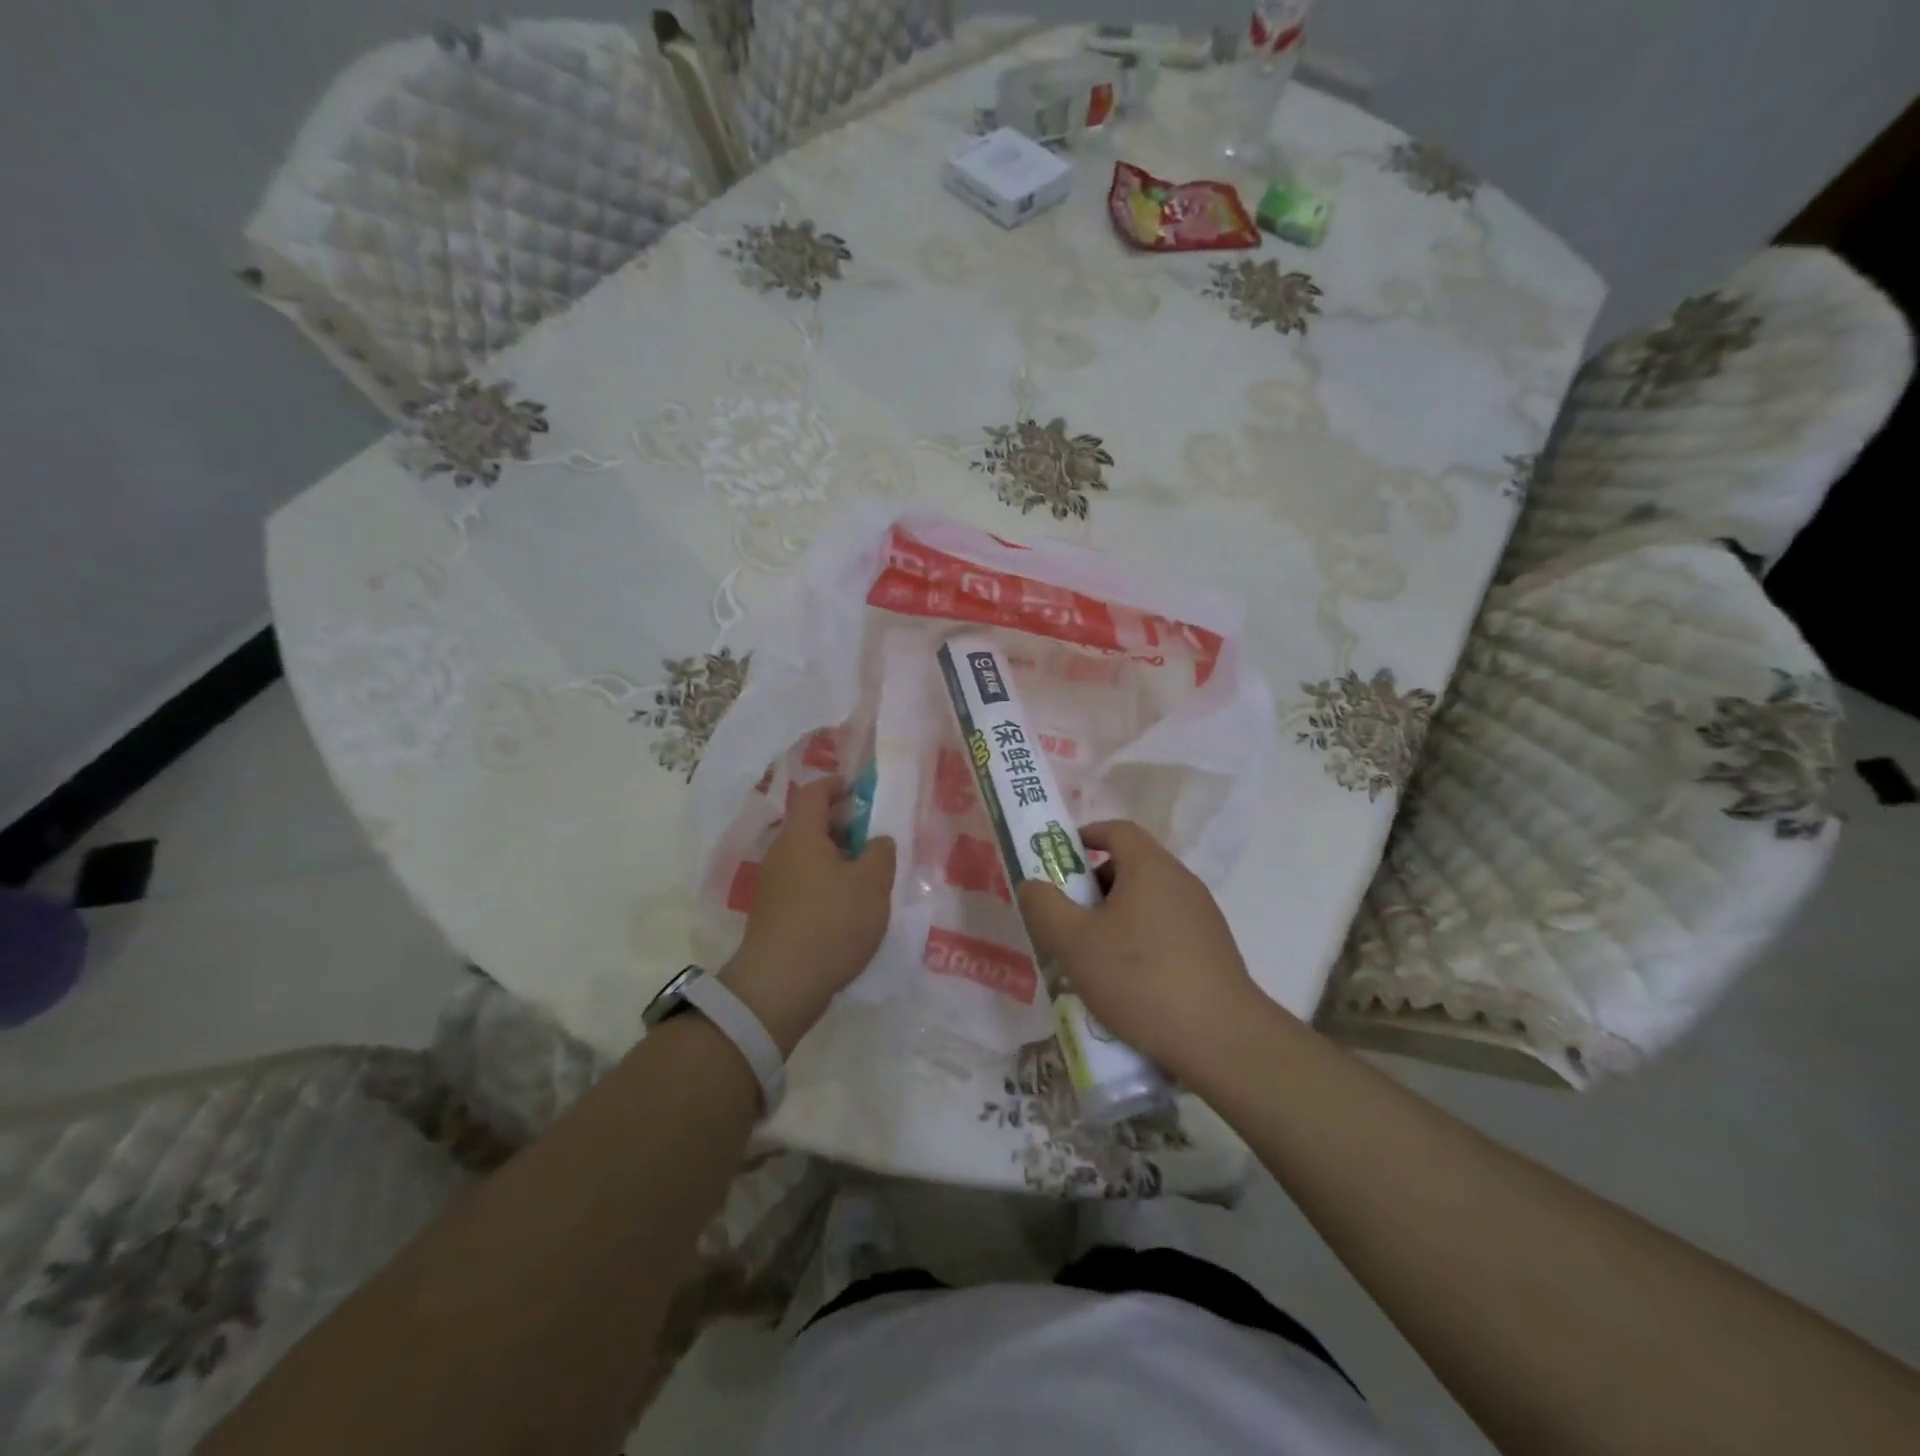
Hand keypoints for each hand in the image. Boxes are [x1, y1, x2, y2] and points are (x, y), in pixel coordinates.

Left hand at [722, 778, 896, 1054]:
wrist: (780, 986)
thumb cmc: (830, 923)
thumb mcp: (872, 884)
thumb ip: (881, 853)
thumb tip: (877, 841)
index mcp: (802, 835)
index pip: (814, 792)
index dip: (837, 785)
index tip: (861, 790)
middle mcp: (781, 853)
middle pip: (810, 824)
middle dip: (842, 823)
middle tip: (873, 833)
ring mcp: (774, 884)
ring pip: (807, 855)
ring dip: (836, 856)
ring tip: (867, 872)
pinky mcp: (774, 913)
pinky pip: (803, 881)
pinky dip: (826, 881)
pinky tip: (848, 904)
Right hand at [1016, 820, 1266, 1078]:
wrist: (1221, 1039)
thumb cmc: (1139, 979)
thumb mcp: (1074, 942)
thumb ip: (1044, 906)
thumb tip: (1033, 884)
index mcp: (1150, 867)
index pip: (1117, 830)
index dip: (1085, 836)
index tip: (1060, 860)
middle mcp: (1181, 881)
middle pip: (1131, 865)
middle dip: (1094, 884)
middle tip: (1068, 917)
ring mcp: (1202, 915)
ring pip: (1148, 899)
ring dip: (1116, 916)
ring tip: (1093, 956)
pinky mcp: (1213, 948)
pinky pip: (1167, 928)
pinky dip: (1141, 939)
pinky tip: (1129, 981)